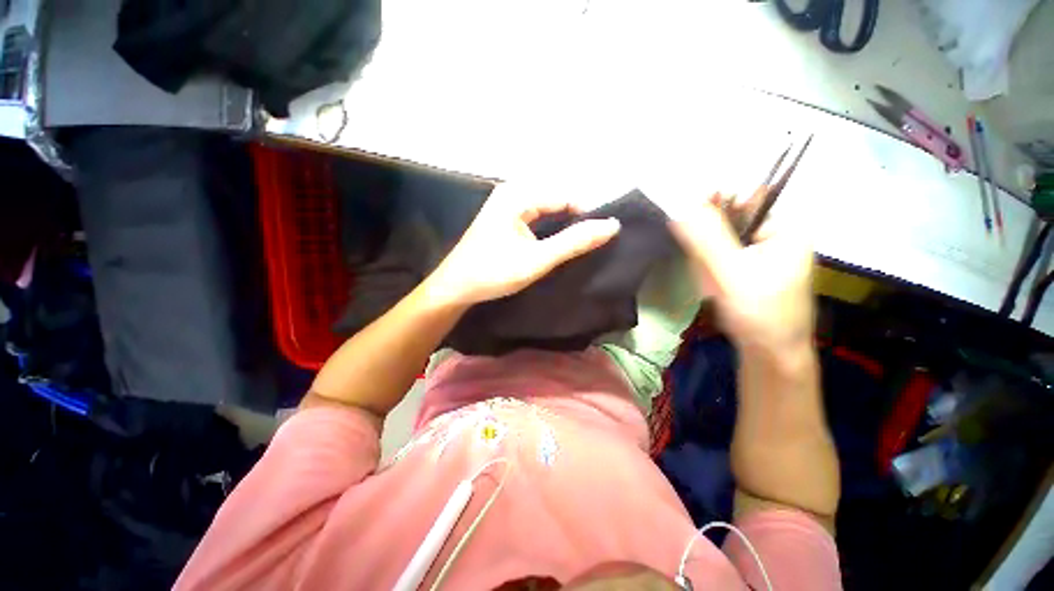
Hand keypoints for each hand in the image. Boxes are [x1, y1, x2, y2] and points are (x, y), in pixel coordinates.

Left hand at [425, 183, 620, 305]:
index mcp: (518, 195)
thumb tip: (612, 225)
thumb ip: (573, 242)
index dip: (587, 215)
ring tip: (577, 246)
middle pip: (556, 201)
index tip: (603, 237)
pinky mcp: (504, 218)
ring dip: (563, 226)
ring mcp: (506, 205)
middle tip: (591, 244)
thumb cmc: (493, 272)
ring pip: (547, 210)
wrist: (455, 288)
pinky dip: (549, 229)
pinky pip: (536, 217)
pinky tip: (556, 244)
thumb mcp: (537, 259)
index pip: (566, 196)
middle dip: (575, 220)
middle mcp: (511, 192)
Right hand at [666, 193, 814, 355]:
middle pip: (731, 221)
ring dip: (708, 261)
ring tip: (713, 286)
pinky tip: (714, 288)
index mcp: (785, 229)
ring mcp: (764, 255)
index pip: (746, 199)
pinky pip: (723, 258)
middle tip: (706, 270)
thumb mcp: (731, 273)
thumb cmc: (759, 314)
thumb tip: (682, 205)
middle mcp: (777, 237)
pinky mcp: (751, 270)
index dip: (715, 201)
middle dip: (710, 244)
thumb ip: (706, 238)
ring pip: (722, 242)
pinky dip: (711, 270)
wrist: (771, 356)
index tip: (686, 214)